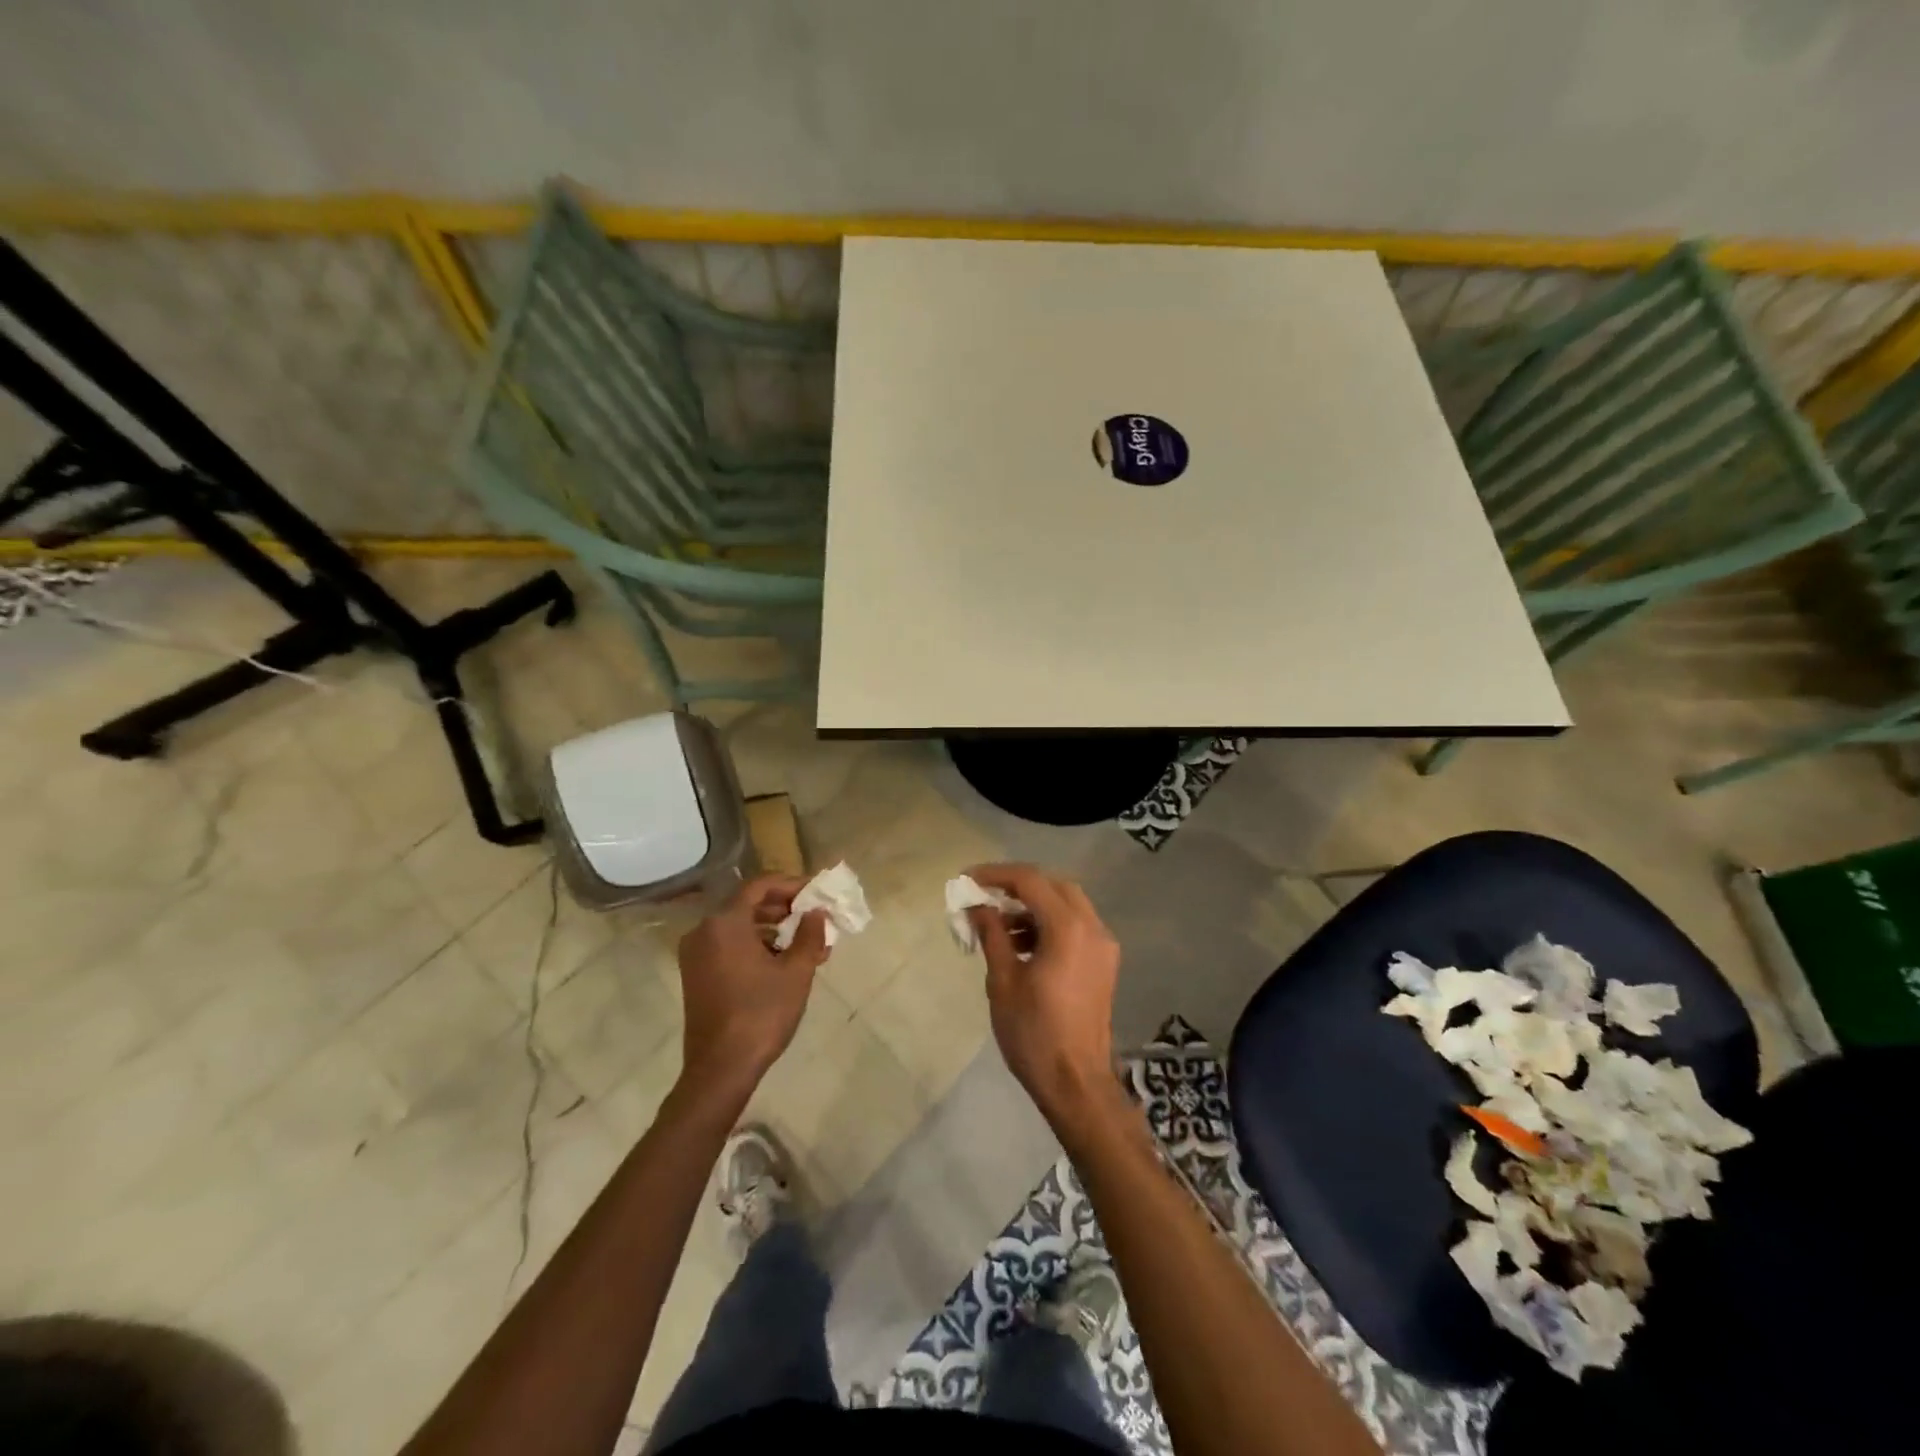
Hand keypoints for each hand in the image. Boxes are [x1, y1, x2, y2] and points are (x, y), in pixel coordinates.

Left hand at [676, 876, 829, 1095]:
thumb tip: (815, 912)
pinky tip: (783, 960)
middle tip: (815, 917)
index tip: (817, 893)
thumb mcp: (796, 971)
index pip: (760, 885)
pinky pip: (729, 945)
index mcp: (725, 923)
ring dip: (773, 928)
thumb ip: (809, 934)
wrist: (720, 1069)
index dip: (791, 884)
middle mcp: (704, 931)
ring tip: (806, 942)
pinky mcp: (696, 974)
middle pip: (748, 904)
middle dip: (785, 908)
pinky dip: (756, 945)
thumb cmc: (761, 1014)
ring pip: (739, 926)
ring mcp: (696, 954)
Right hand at [966, 864, 1124, 1125]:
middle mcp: (1092, 927)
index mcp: (1068, 928)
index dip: (996, 874)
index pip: (1030, 880)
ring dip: (1033, 905)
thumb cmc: (1034, 1032)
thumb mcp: (1003, 980)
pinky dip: (1049, 924)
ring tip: (998, 924)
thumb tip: (977, 906)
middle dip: (1017, 886)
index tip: (967, 880)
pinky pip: (1075, 926)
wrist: (1075, 1082)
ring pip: (1067, 904)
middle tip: (984, 896)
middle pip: (1053, 886)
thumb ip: (992, 934)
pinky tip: (1021, 944)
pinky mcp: (1103, 963)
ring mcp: (1103, 945)